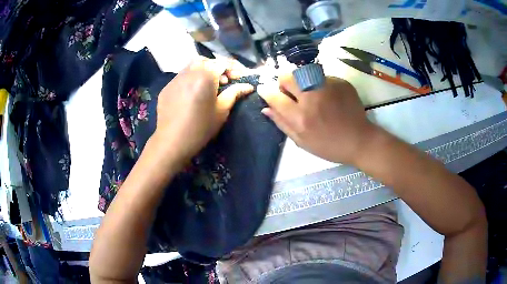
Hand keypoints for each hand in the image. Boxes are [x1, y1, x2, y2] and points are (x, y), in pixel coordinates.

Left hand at [152, 57, 252, 164]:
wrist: (172, 141)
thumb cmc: (201, 127)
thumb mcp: (222, 110)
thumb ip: (235, 93)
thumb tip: (248, 86)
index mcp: (205, 75)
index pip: (222, 63)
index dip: (233, 69)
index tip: (239, 78)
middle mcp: (189, 71)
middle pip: (206, 61)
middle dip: (217, 67)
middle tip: (223, 81)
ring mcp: (175, 78)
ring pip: (192, 66)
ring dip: (203, 70)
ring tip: (208, 85)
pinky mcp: (167, 87)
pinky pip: (181, 76)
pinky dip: (190, 79)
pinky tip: (192, 93)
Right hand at [258, 74, 375, 164]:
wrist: (359, 140)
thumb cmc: (329, 146)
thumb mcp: (302, 141)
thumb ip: (282, 123)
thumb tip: (266, 108)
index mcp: (301, 118)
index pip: (275, 96)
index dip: (266, 91)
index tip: (264, 89)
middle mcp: (312, 97)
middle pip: (287, 76)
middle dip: (284, 82)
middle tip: (290, 92)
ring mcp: (328, 87)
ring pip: (303, 72)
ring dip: (301, 81)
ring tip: (311, 94)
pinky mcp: (340, 82)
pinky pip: (321, 76)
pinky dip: (318, 84)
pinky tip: (328, 97)